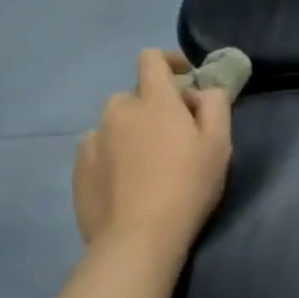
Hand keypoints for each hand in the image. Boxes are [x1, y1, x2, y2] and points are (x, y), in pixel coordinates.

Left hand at [73, 51, 232, 260]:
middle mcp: (118, 111)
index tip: (185, 78)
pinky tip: (126, 180)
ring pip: (115, 122)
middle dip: (154, 104)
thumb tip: (204, 89)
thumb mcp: (219, 143)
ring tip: (147, 160)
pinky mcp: (79, 167)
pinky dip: (113, 153)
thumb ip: (215, 104)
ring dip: (132, 129)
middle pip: (135, 94)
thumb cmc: (187, 186)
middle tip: (174, 134)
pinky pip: (99, 147)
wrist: (138, 238)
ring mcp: (93, 139)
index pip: (151, 59)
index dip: (169, 61)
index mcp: (154, 100)